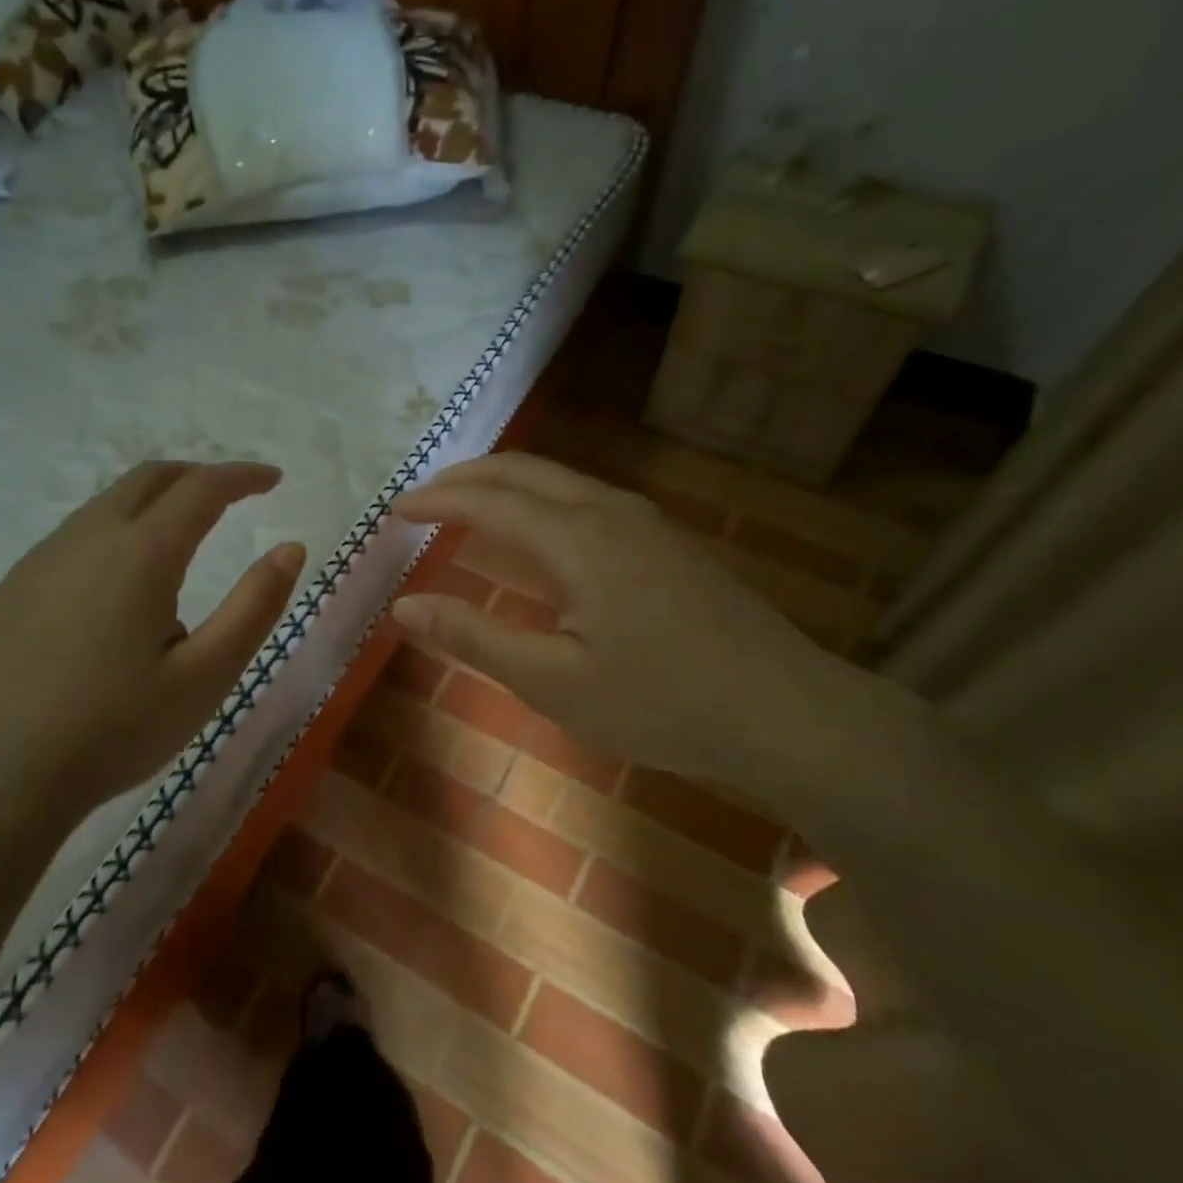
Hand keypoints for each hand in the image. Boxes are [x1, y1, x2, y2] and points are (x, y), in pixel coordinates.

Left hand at [0, 462, 304, 855]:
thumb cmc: (115, 730)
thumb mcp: (206, 676)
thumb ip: (254, 606)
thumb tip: (290, 548)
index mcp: (140, 554)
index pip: (201, 488)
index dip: (242, 476)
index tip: (273, 478)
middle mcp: (86, 538)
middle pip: (148, 479)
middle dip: (197, 476)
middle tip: (233, 496)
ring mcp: (40, 561)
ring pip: (107, 506)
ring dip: (153, 506)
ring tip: (182, 550)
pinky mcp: (11, 589)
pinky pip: (74, 539)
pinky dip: (115, 536)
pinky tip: (119, 592)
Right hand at [391, 453, 884, 798]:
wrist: (787, 711)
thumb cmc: (662, 702)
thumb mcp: (554, 682)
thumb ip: (475, 638)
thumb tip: (403, 606)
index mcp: (578, 539)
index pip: (490, 500)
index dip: (437, 500)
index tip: (396, 511)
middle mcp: (611, 512)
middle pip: (526, 471)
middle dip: (468, 477)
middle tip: (424, 498)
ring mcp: (648, 523)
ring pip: (562, 481)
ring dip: (508, 487)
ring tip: (471, 509)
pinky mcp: (671, 543)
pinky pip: (589, 501)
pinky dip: (544, 504)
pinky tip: (542, 538)